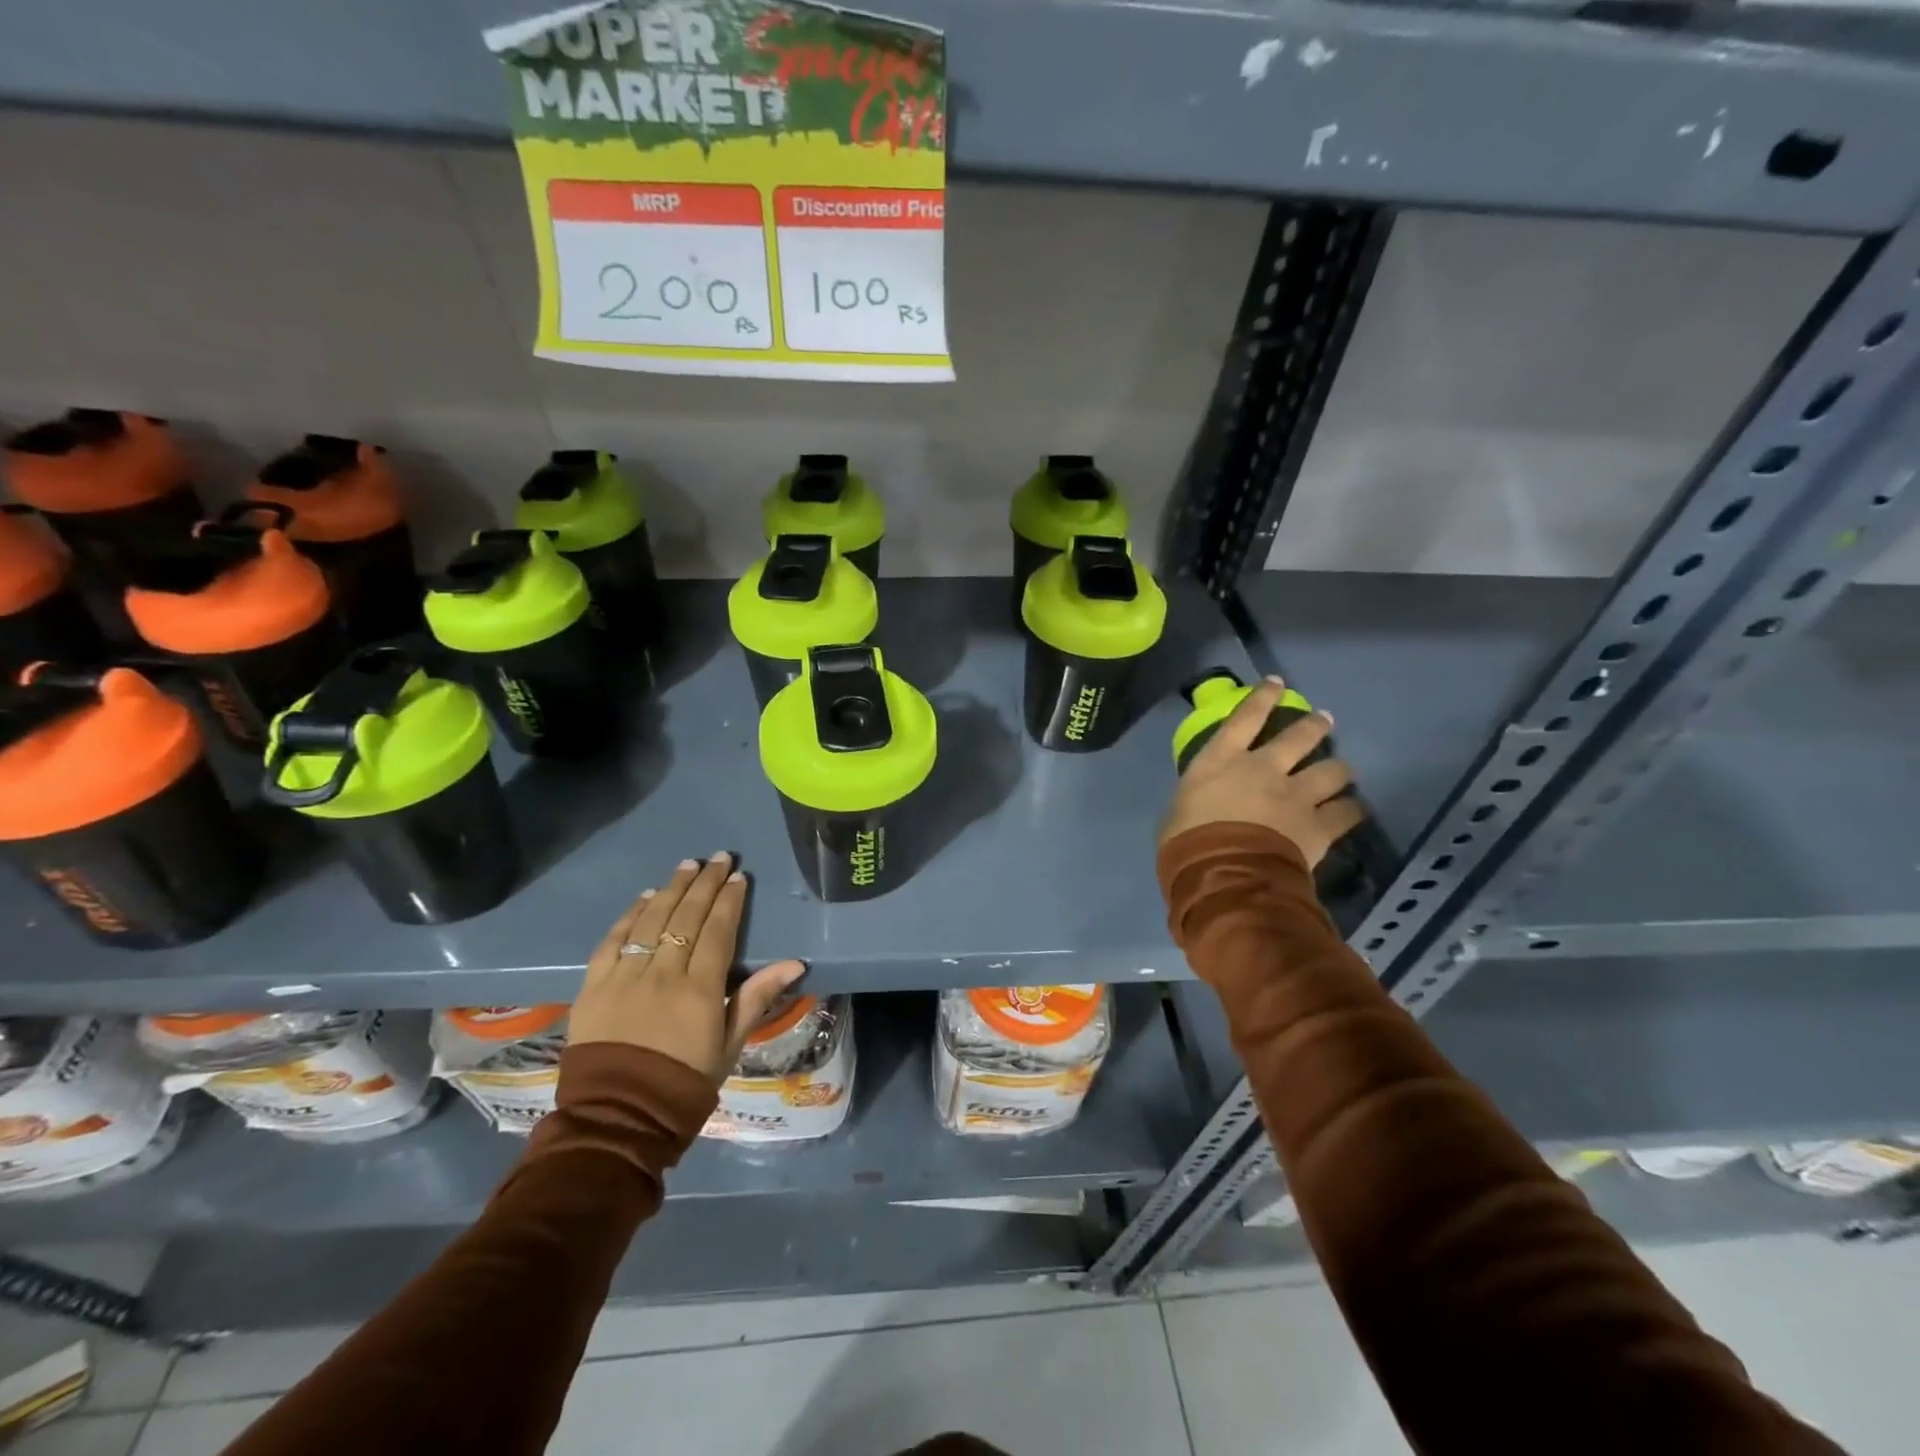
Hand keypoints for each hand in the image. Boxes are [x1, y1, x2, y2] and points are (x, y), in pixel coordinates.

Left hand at [569, 852, 806, 1081]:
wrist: (618, 1119)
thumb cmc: (684, 1083)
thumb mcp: (730, 1045)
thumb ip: (756, 998)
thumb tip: (794, 963)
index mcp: (699, 990)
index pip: (717, 931)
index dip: (729, 901)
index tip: (738, 877)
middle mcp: (662, 975)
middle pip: (685, 917)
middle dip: (704, 883)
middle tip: (718, 857)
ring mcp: (624, 977)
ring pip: (651, 921)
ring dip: (670, 889)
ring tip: (686, 865)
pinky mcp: (593, 987)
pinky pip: (612, 941)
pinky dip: (629, 916)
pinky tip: (644, 898)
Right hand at [1159, 677, 1365, 867]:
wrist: (1222, 874)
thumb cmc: (1185, 843)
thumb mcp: (1177, 812)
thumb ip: (1197, 800)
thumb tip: (1203, 806)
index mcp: (1222, 761)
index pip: (1244, 718)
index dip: (1262, 697)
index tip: (1277, 683)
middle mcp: (1264, 768)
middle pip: (1298, 736)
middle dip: (1314, 725)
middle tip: (1324, 720)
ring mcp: (1296, 795)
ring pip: (1332, 770)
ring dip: (1339, 770)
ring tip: (1343, 772)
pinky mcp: (1319, 825)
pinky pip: (1346, 812)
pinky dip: (1350, 810)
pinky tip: (1353, 811)